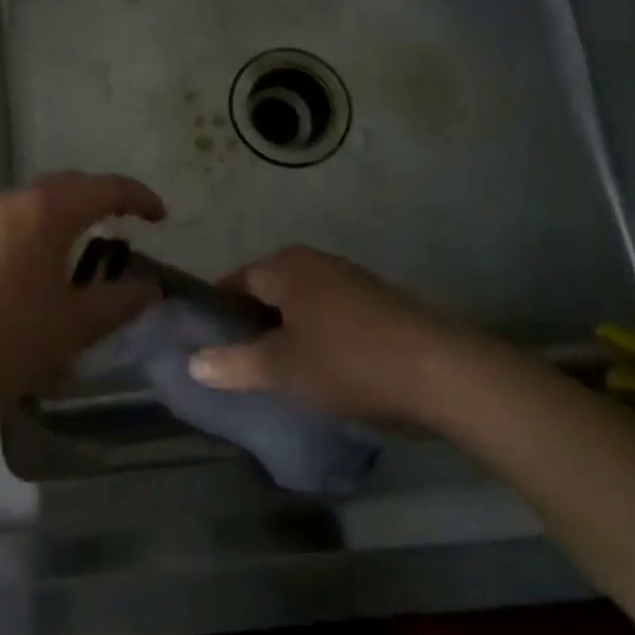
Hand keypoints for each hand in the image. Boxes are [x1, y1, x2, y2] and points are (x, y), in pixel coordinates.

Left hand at [0, 172, 166, 414]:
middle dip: (99, 200)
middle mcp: (10, 202)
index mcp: (45, 211)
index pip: (104, 188)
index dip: (138, 197)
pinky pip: (6, 225)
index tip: (161, 216)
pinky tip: (33, 273)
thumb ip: (118, 303)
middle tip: (124, 223)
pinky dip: (33, 235)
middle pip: (66, 187)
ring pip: (32, 205)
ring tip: (81, 249)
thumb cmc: (4, 339)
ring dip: (63, 218)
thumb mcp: (72, 327)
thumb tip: (150, 288)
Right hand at [189, 246, 481, 422]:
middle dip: (253, 325)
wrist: (442, 372)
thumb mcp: (282, 368)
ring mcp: (349, 279)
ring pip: (300, 305)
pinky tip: (323, 369)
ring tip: (280, 372)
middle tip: (241, 365)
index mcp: (285, 266)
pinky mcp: (377, 302)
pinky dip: (318, 336)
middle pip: (268, 291)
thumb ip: (234, 363)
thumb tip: (192, 362)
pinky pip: (329, 314)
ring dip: (287, 333)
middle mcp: (314, 262)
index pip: (234, 282)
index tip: (210, 347)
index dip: (219, 314)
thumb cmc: (348, 361)